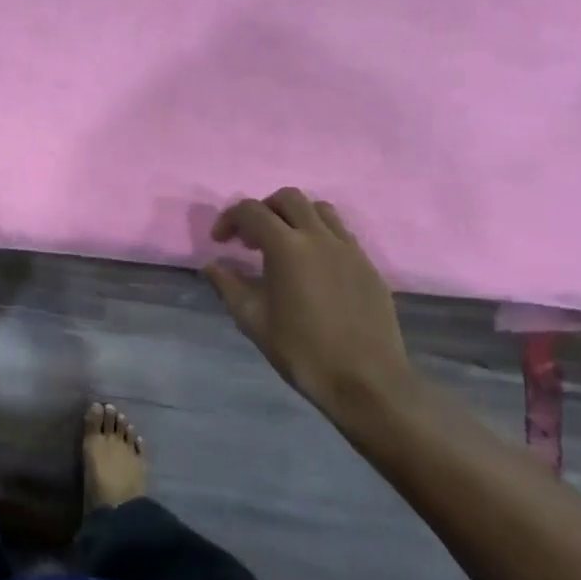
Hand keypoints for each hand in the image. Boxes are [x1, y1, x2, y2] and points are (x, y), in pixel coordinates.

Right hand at [204, 188, 419, 427]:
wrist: (366, 381)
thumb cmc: (302, 351)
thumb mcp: (253, 320)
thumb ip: (228, 286)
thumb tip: (212, 265)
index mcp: (287, 247)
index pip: (251, 211)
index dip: (229, 219)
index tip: (220, 242)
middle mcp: (320, 237)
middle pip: (288, 198)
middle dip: (263, 210)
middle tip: (251, 239)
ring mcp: (349, 249)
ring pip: (319, 209)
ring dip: (294, 217)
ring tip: (283, 246)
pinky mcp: (368, 265)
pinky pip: (340, 233)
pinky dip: (319, 235)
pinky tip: (312, 267)